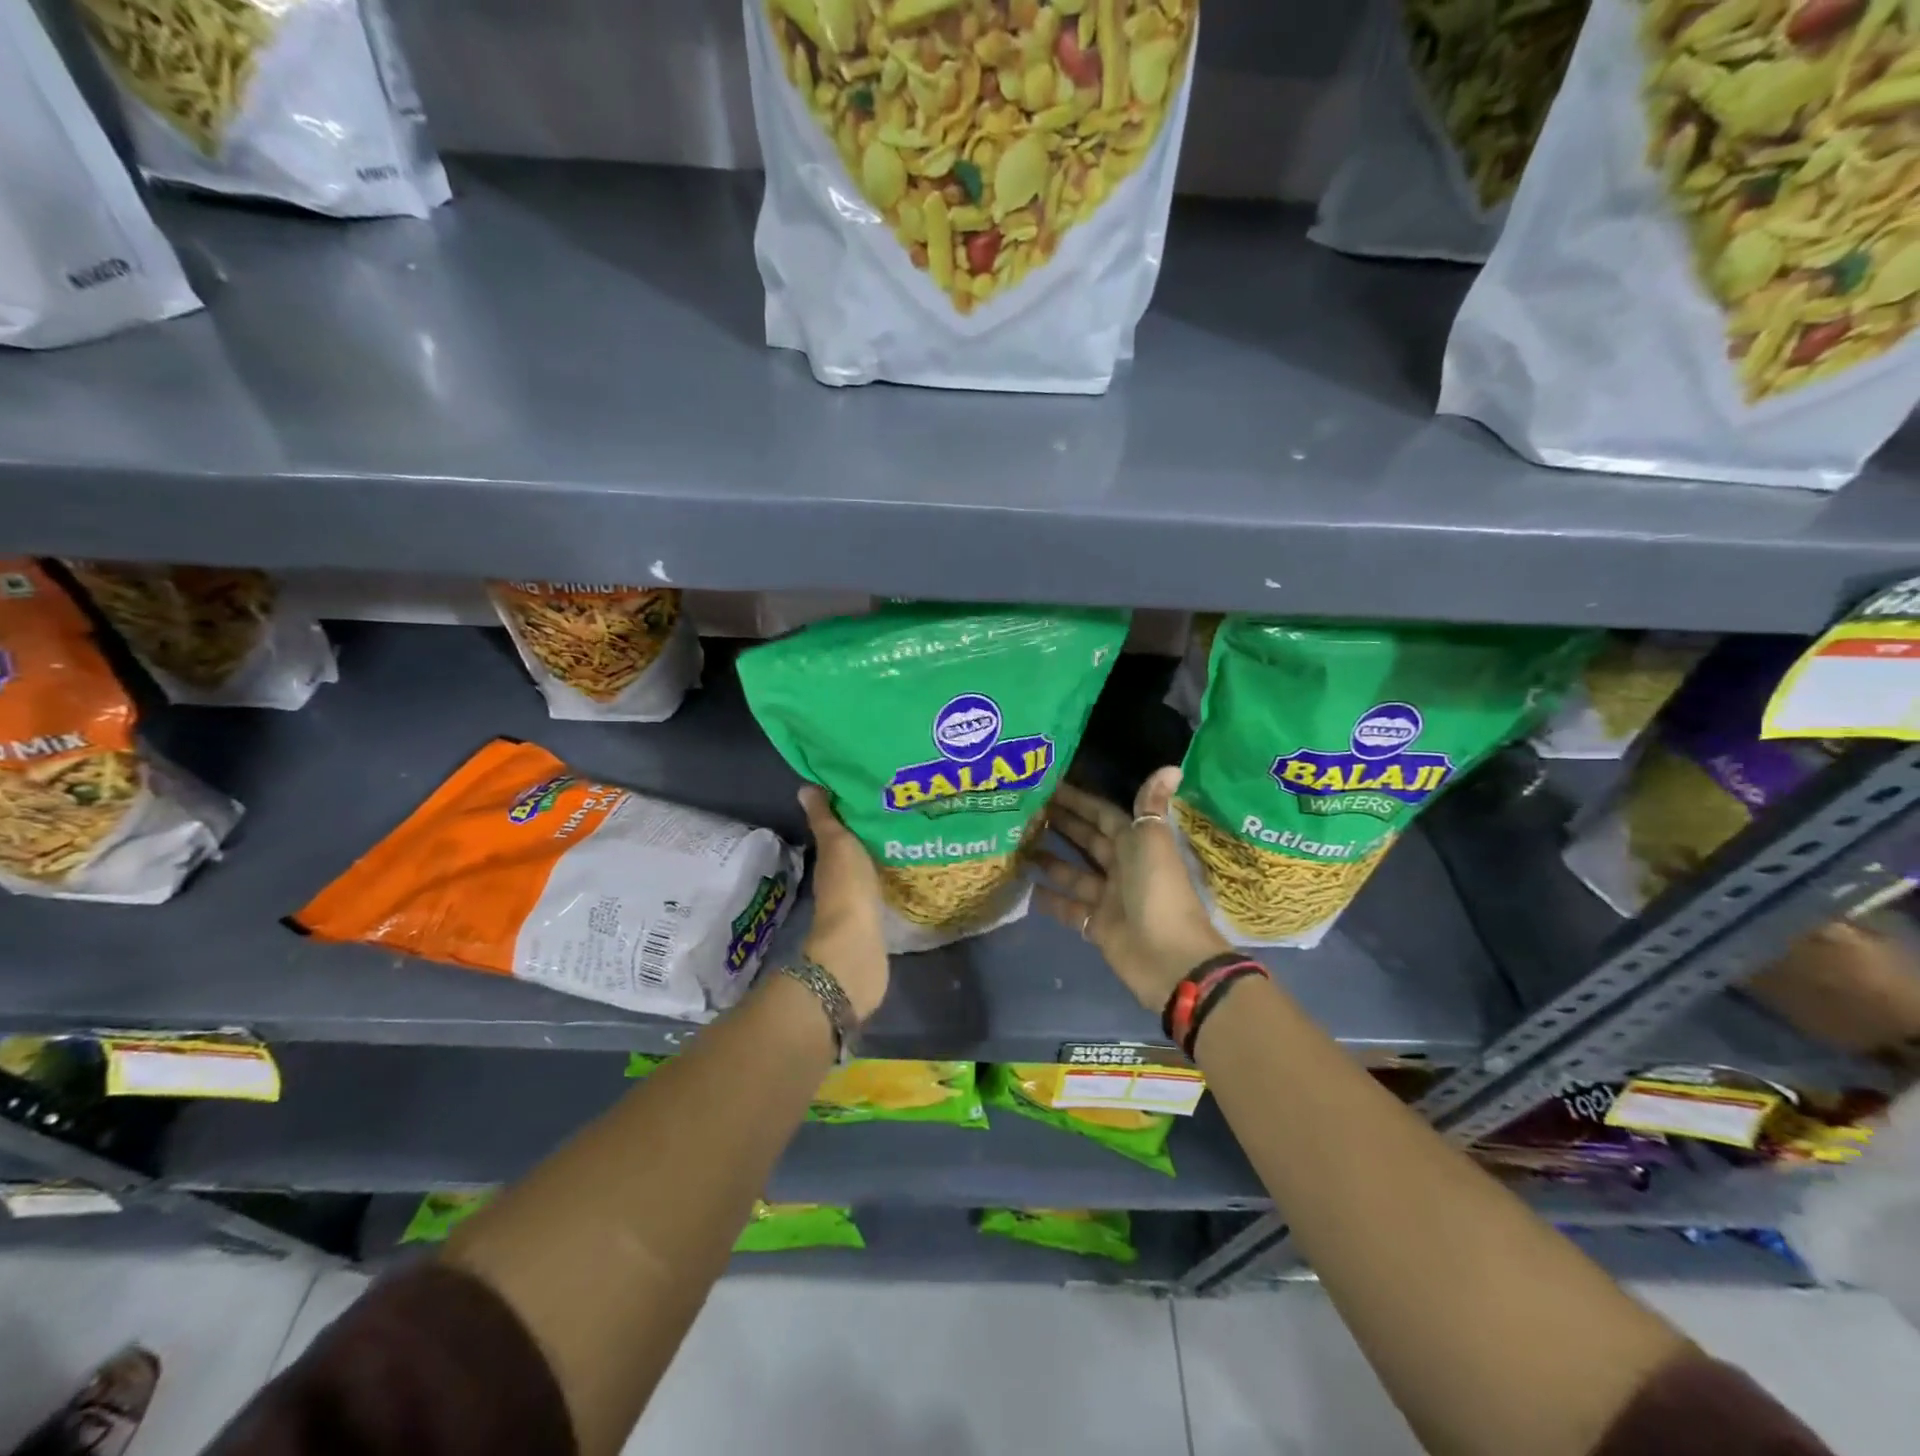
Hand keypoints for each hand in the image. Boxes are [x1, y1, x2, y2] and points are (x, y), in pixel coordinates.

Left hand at [797, 784, 888, 1020]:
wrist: (857, 947)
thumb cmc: (847, 888)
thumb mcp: (837, 844)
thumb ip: (825, 819)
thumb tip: (804, 787)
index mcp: (830, 858)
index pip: (838, 828)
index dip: (852, 810)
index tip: (876, 790)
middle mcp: (840, 878)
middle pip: (856, 849)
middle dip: (873, 831)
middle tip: (902, 809)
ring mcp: (858, 901)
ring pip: (871, 868)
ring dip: (884, 855)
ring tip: (913, 834)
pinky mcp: (876, 919)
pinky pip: (885, 889)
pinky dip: (893, 878)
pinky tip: (911, 869)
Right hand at [1028, 767, 1230, 1013]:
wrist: (1170, 959)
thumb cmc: (1159, 892)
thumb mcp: (1154, 842)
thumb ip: (1152, 806)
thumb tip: (1171, 766)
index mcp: (1138, 845)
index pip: (1104, 816)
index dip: (1080, 801)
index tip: (1050, 785)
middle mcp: (1123, 868)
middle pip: (1088, 841)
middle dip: (1061, 825)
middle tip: (1026, 809)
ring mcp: (1110, 898)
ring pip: (1075, 873)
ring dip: (1050, 859)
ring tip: (1018, 844)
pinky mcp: (1098, 926)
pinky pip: (1070, 908)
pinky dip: (1050, 899)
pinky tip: (1025, 886)